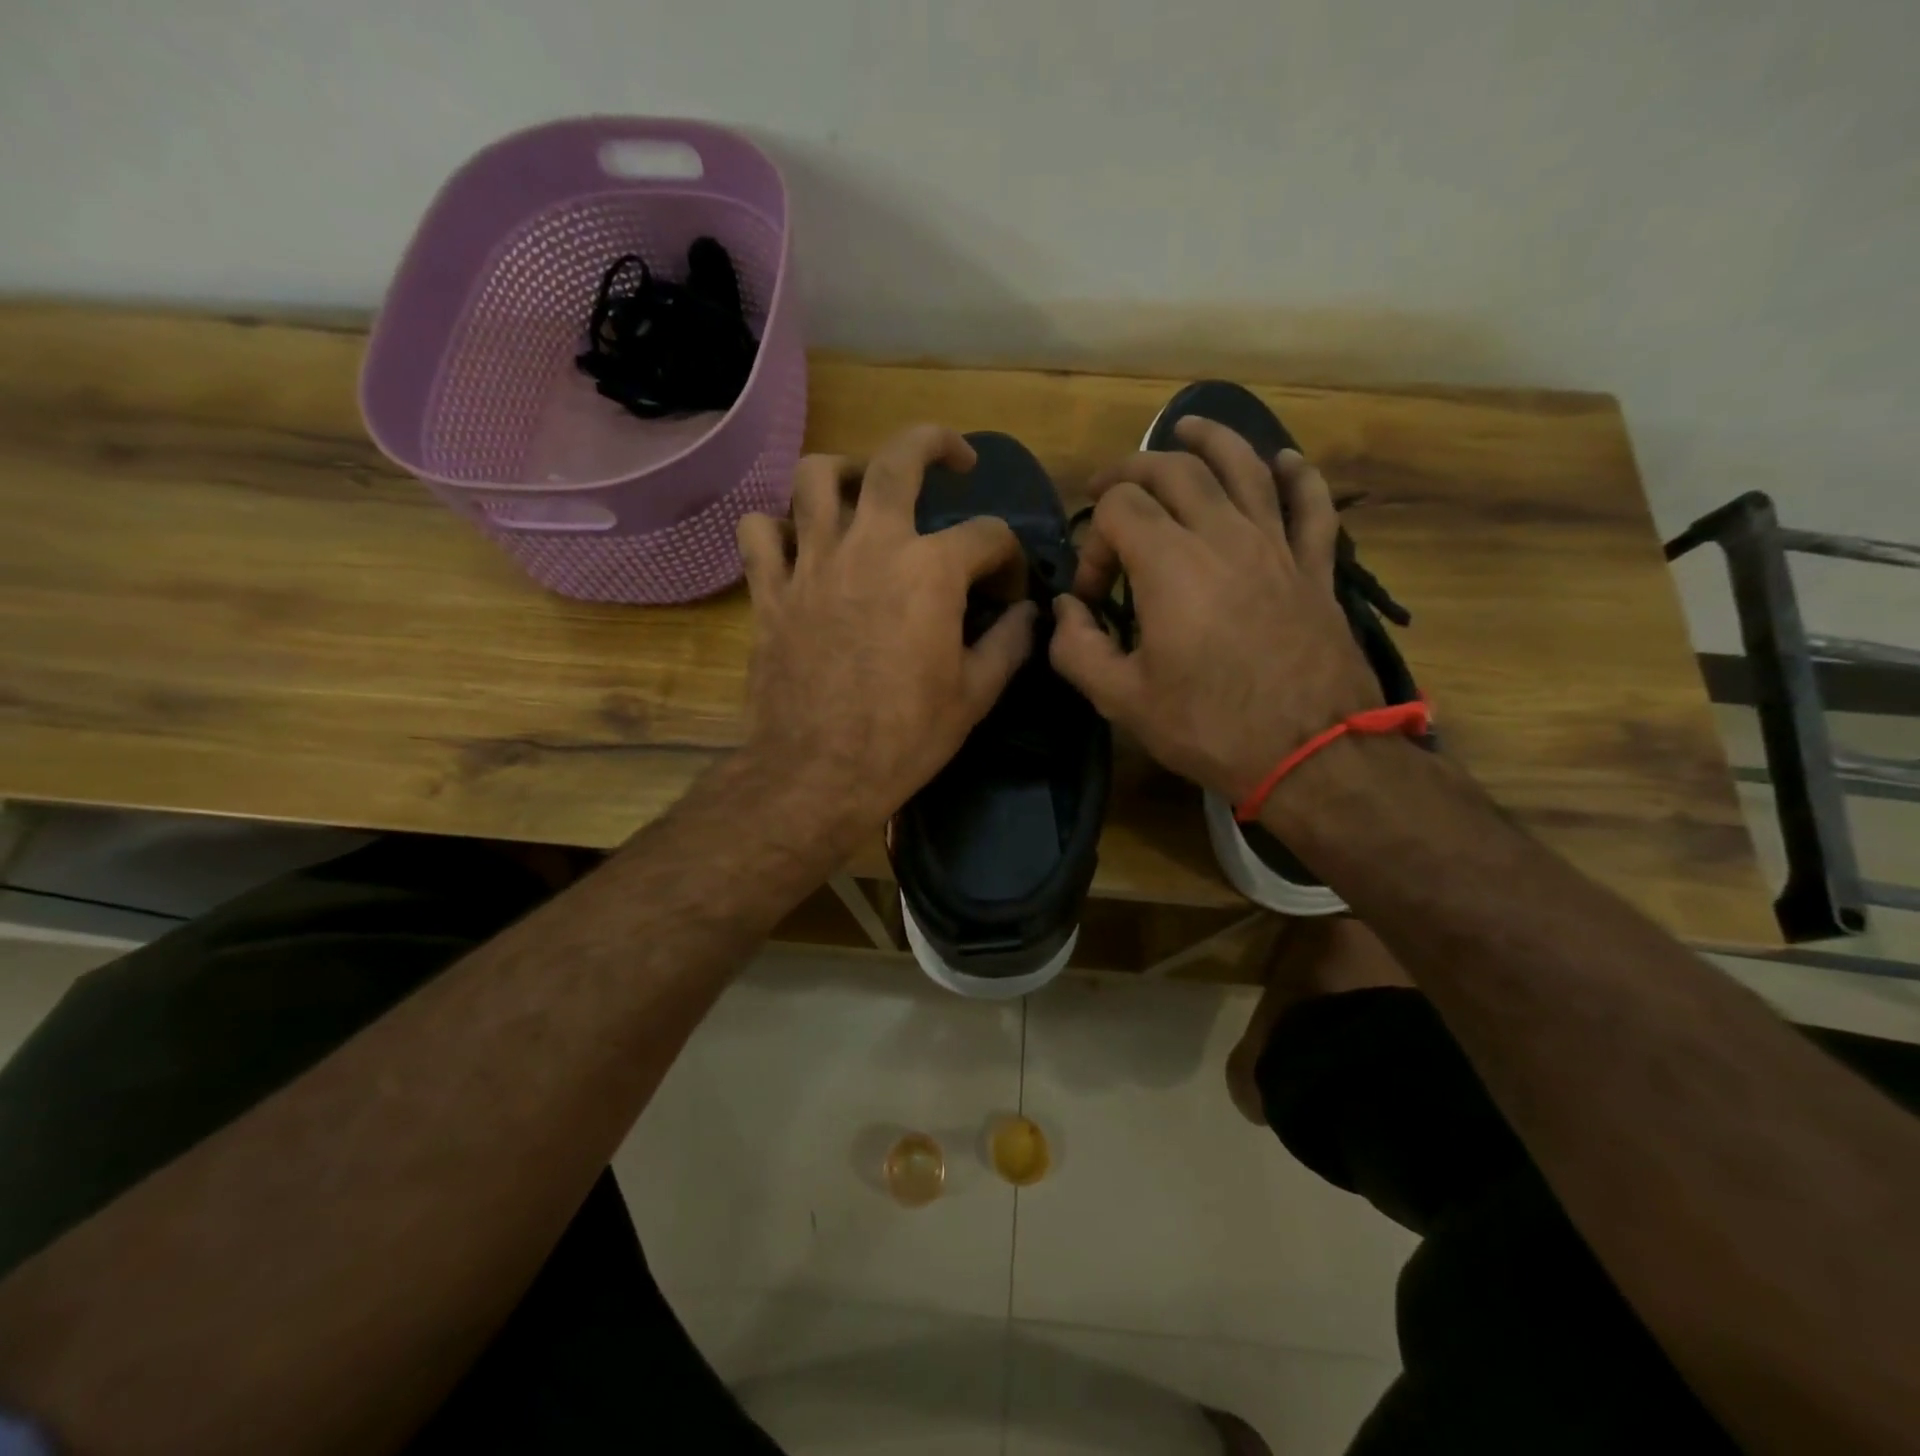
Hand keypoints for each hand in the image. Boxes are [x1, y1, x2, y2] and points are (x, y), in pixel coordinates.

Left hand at [735, 424, 1036, 854]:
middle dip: (935, 443)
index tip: (1007, 594)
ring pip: (816, 476)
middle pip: (898, 458)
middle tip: (952, 458)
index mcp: (931, 570)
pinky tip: (797, 545)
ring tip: (862, 492)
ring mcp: (813, 562)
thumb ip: (1008, 643)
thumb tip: (1028, 615)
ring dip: (845, 473)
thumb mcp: (975, 696)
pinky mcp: (770, 590)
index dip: (1009, 559)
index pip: (988, 535)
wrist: (818, 773)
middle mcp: (871, 545)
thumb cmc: (905, 738)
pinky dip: (777, 528)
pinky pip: (760, 532)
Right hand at [1049, 417, 1380, 802]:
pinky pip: (1311, 503)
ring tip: (1185, 427)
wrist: (1313, 754)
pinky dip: (1297, 474)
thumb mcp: (1122, 700)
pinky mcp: (1315, 566)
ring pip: (1243, 466)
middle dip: (1131, 471)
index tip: (1092, 598)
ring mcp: (1276, 545)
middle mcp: (1223, 535)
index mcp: (1170, 564)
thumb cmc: (1210, 727)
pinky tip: (1282, 461)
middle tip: (1108, 488)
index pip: (1117, 511)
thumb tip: (1063, 612)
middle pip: (1174, 470)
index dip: (1091, 543)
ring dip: (1210, 439)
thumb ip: (1077, 648)